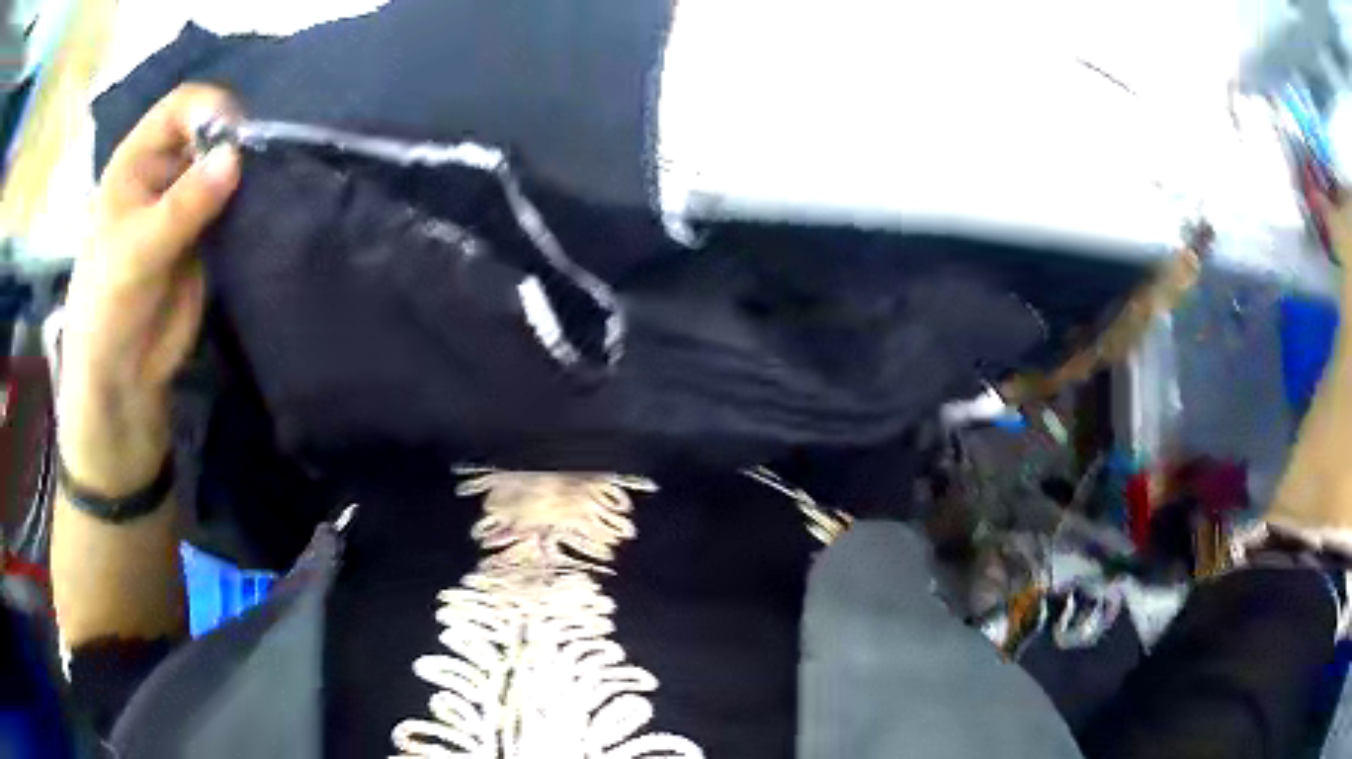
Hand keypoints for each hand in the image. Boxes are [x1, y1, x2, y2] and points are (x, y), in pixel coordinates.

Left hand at [58, 84, 240, 495]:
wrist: (122, 375)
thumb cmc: (109, 305)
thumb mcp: (137, 249)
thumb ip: (184, 204)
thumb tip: (237, 157)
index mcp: (137, 161)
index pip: (180, 106)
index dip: (208, 109)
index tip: (234, 136)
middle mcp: (163, 172)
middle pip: (208, 131)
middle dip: (233, 141)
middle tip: (256, 166)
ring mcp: (185, 204)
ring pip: (224, 167)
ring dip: (245, 174)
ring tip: (264, 189)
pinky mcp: (205, 236)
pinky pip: (233, 205)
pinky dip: (249, 204)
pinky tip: (261, 212)